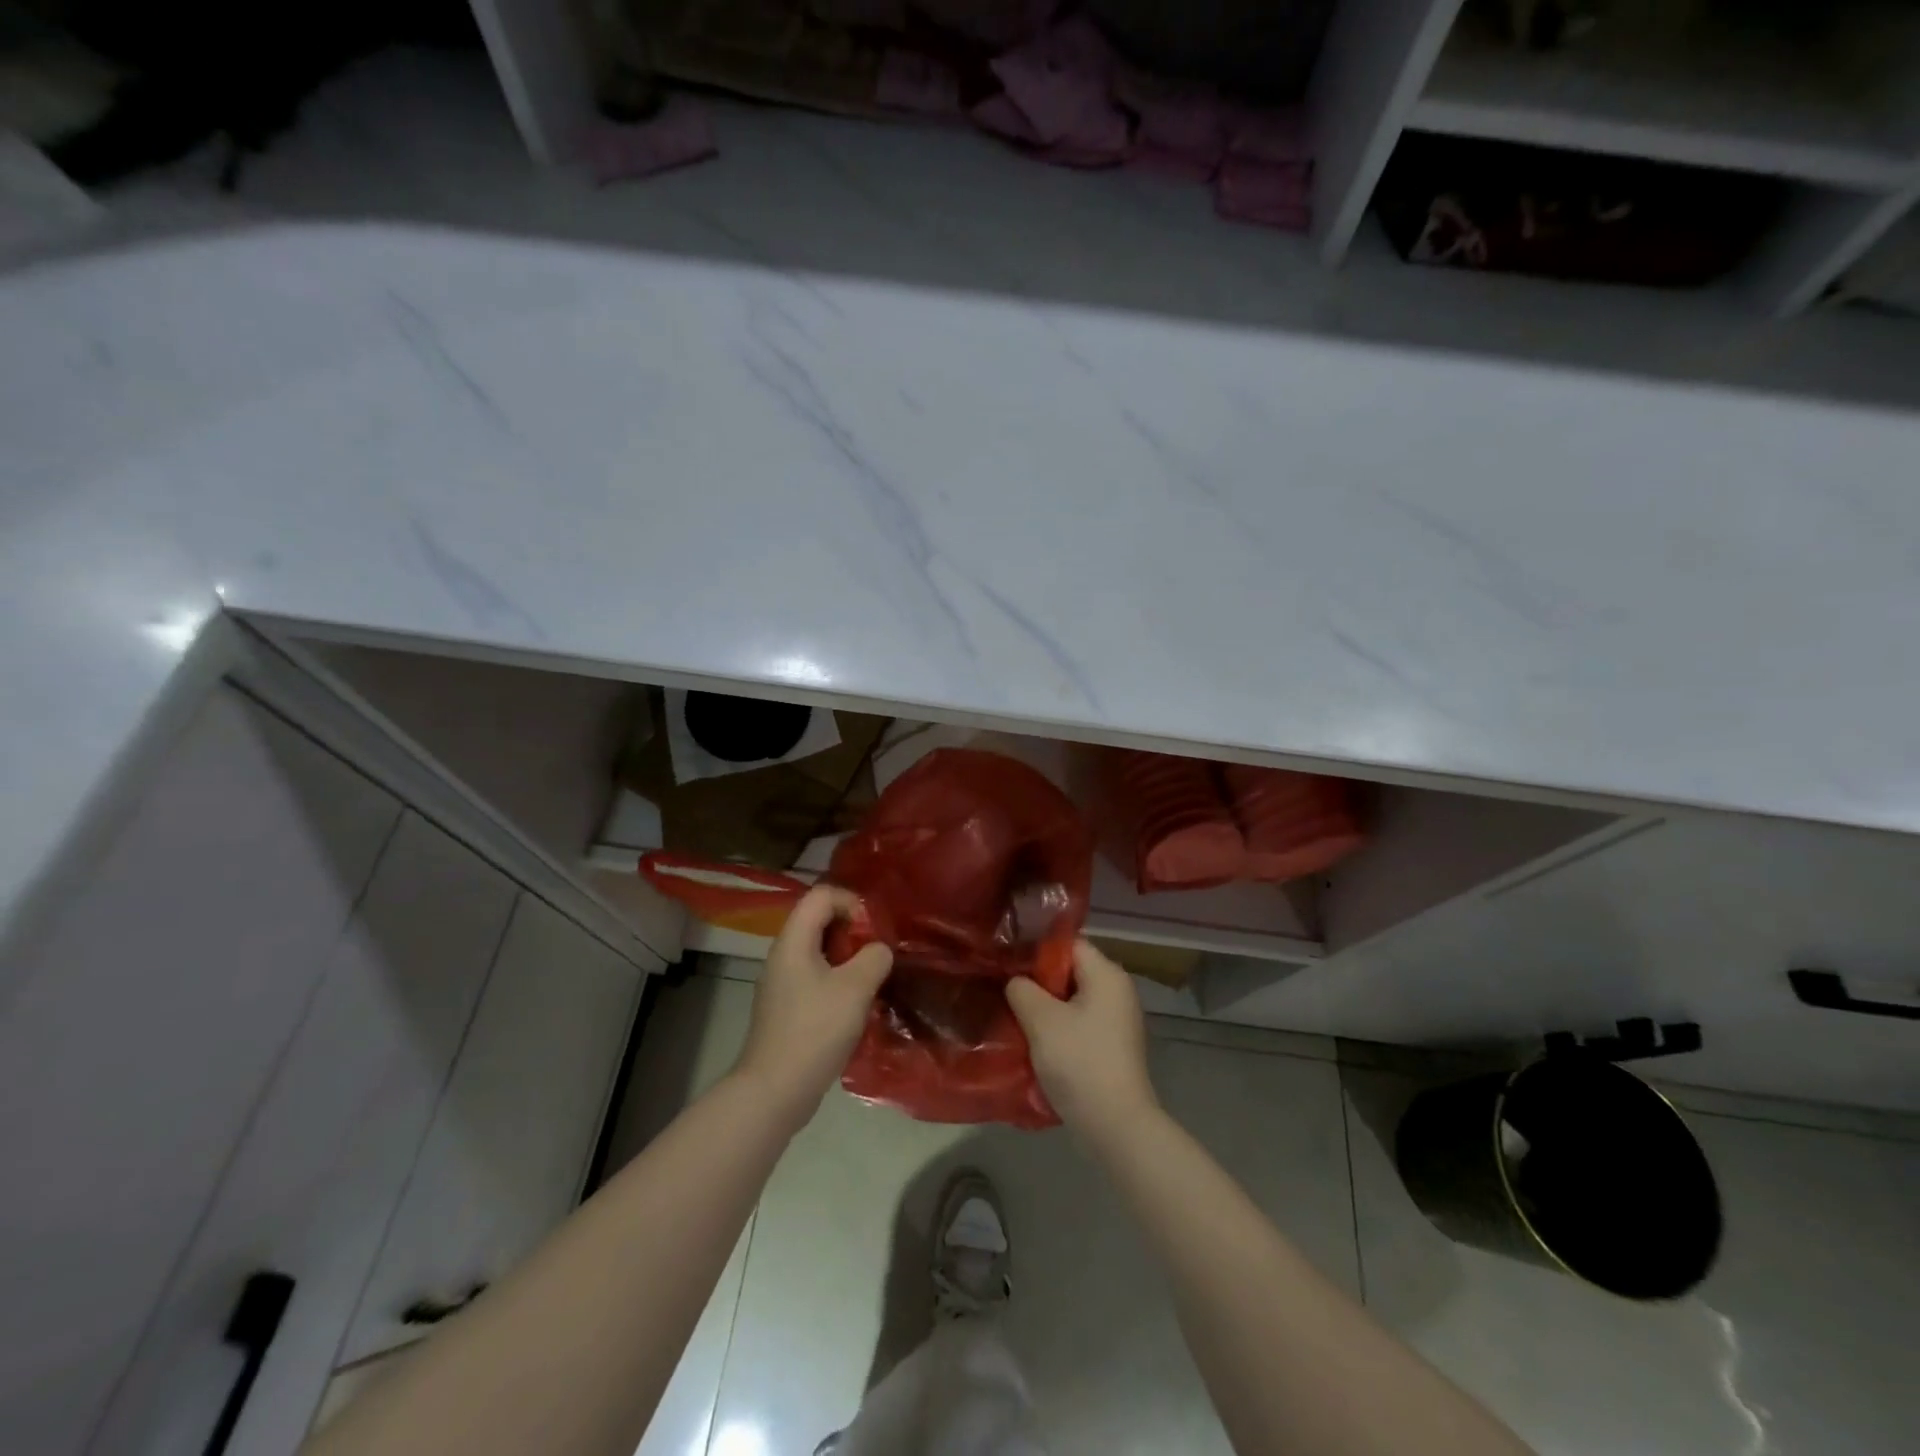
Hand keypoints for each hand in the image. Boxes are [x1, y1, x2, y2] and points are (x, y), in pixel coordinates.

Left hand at [734, 885, 892, 1130]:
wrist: (774, 1090)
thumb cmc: (815, 1031)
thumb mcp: (855, 989)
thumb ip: (874, 958)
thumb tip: (878, 951)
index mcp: (793, 941)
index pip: (822, 895)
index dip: (852, 902)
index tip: (873, 931)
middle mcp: (783, 954)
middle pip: (819, 920)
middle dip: (853, 930)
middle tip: (876, 955)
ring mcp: (781, 981)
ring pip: (819, 950)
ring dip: (848, 957)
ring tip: (871, 979)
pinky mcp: (786, 1006)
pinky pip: (815, 976)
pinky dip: (837, 979)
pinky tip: (854, 1005)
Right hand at [1006, 939, 1157, 1140]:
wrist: (1115, 1125)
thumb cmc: (1079, 1061)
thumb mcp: (1041, 1020)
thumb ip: (1022, 989)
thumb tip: (1016, 981)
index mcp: (1107, 974)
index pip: (1068, 943)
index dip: (1036, 950)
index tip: (1007, 963)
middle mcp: (1117, 990)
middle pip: (1070, 971)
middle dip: (1038, 981)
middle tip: (1006, 991)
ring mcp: (1117, 1020)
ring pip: (1072, 1000)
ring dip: (1045, 1008)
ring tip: (1015, 1017)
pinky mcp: (1112, 1046)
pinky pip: (1080, 1023)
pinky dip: (1059, 1028)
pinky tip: (1036, 1043)